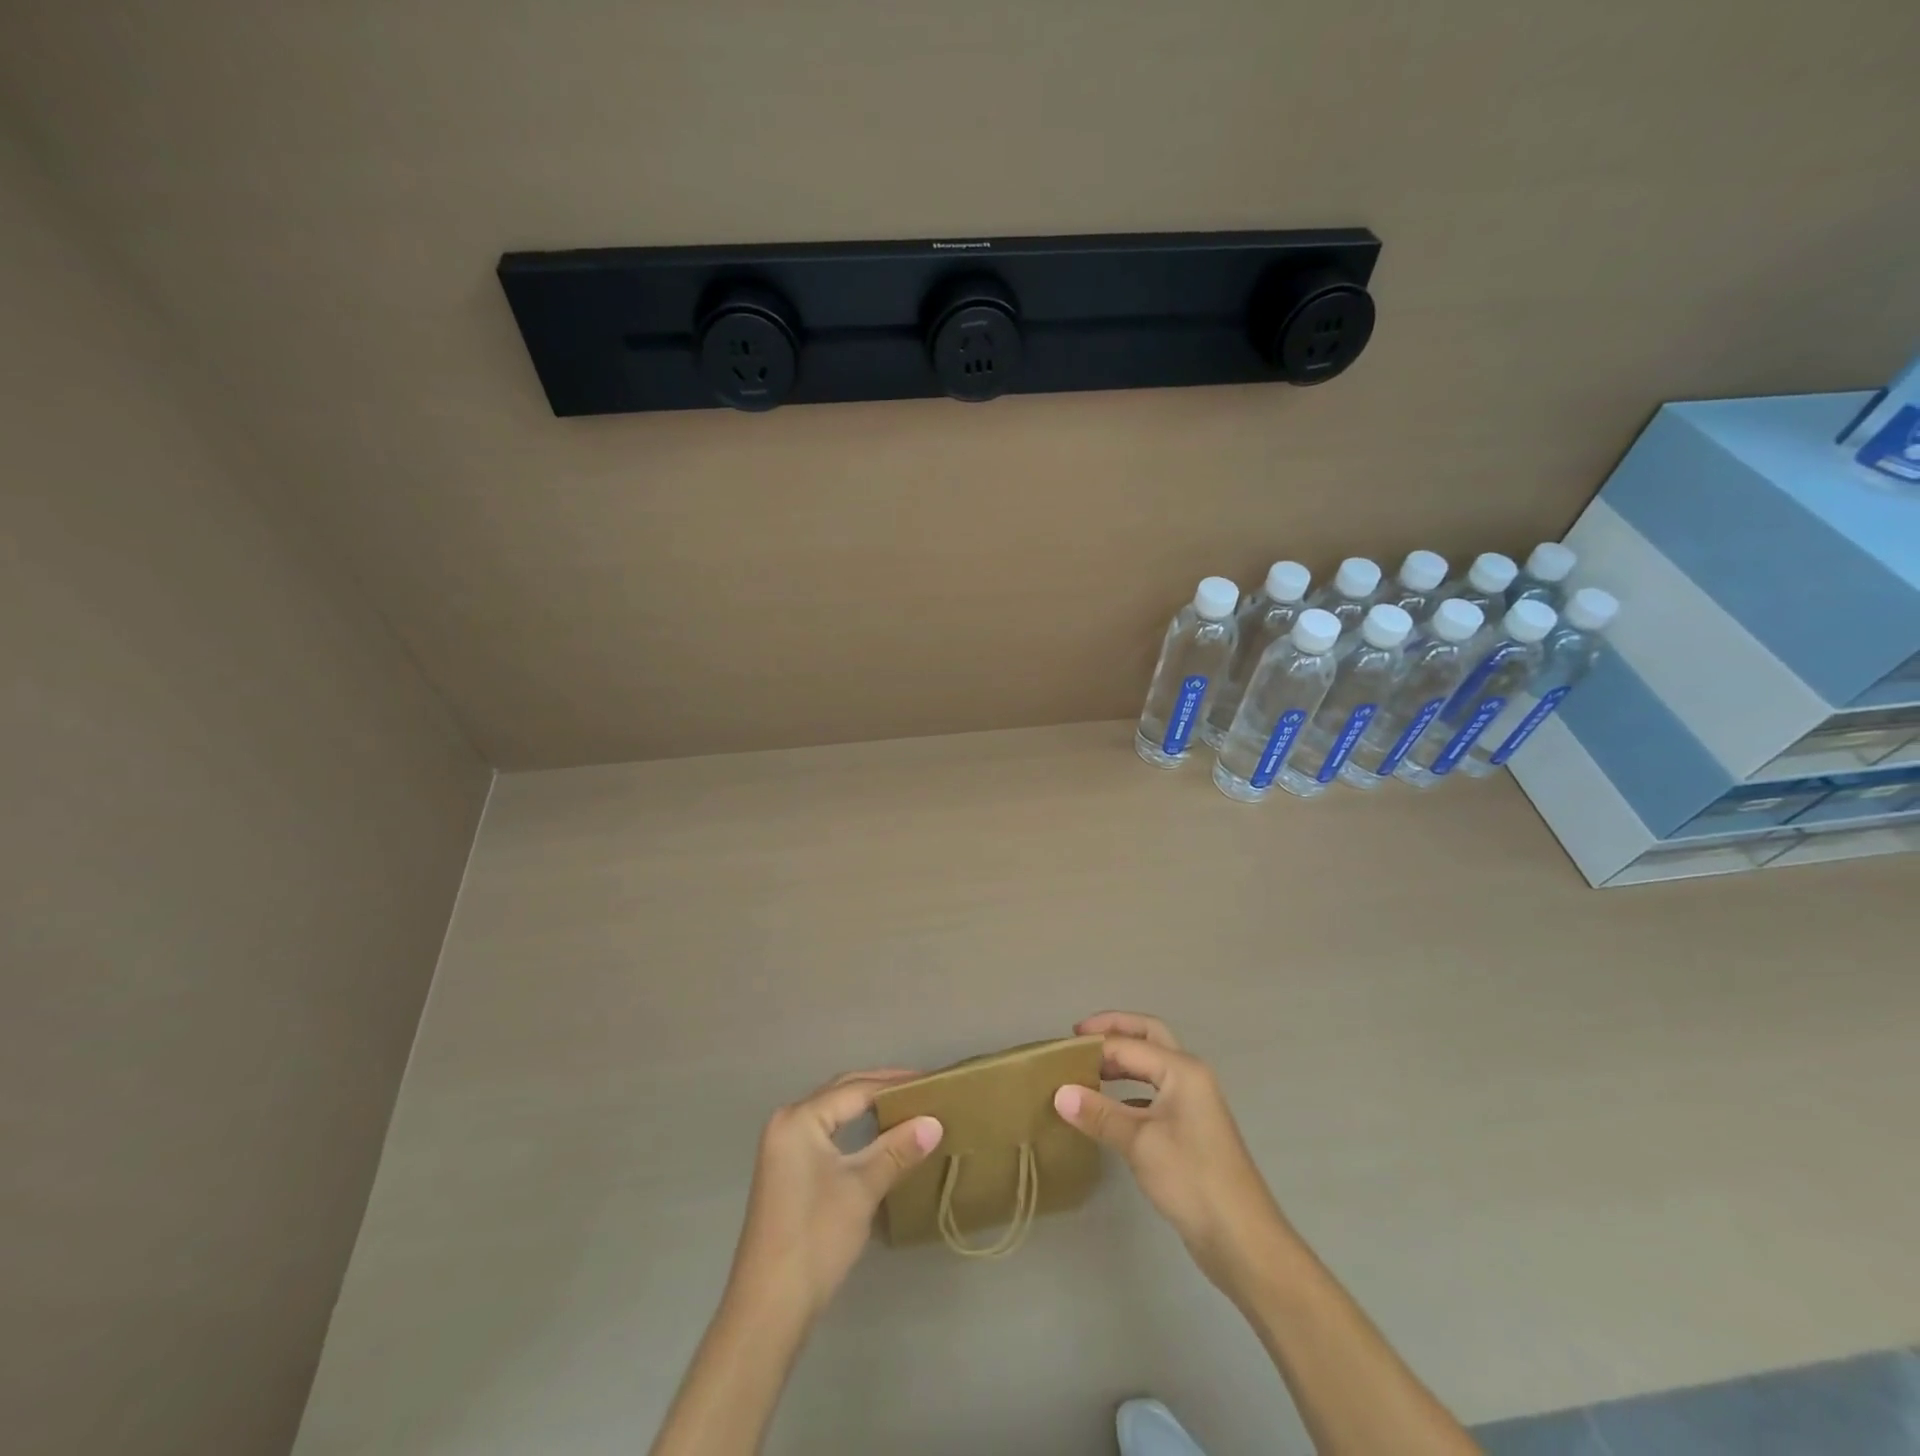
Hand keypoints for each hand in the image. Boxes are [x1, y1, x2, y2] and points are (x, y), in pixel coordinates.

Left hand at [725, 1069, 943, 1323]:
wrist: (769, 1309)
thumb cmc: (815, 1238)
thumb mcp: (862, 1189)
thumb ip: (897, 1150)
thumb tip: (934, 1122)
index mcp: (799, 1118)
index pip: (855, 1089)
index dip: (895, 1083)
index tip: (931, 1081)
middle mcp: (787, 1123)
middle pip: (841, 1094)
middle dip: (880, 1089)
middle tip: (922, 1089)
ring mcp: (783, 1149)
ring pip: (833, 1114)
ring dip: (867, 1108)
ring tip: (906, 1108)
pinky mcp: (787, 1172)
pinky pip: (826, 1134)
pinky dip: (853, 1130)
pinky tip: (877, 1138)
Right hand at [1053, 1012, 1286, 1297]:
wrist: (1242, 1239)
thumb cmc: (1192, 1179)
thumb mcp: (1139, 1143)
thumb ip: (1099, 1114)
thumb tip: (1059, 1093)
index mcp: (1182, 1069)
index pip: (1128, 1045)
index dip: (1093, 1046)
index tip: (1058, 1053)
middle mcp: (1190, 1076)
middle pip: (1148, 1036)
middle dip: (1114, 1032)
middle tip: (1078, 1038)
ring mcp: (1193, 1103)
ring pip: (1152, 1066)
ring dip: (1121, 1062)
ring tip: (1087, 1070)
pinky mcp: (1190, 1128)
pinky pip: (1154, 1093)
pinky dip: (1129, 1091)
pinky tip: (1108, 1108)